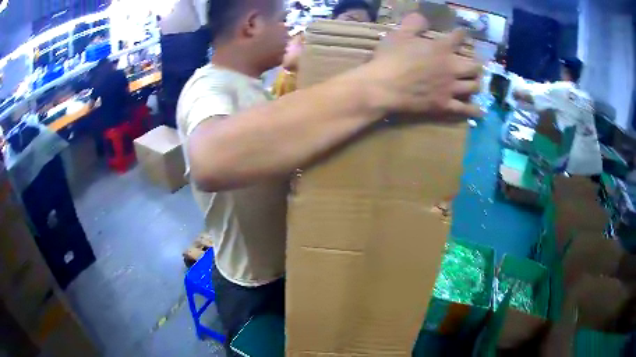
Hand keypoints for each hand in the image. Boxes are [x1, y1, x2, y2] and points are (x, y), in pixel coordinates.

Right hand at [363, 13, 482, 118]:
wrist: (383, 87)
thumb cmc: (390, 58)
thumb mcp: (399, 34)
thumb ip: (414, 24)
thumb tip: (422, 17)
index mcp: (441, 48)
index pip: (458, 38)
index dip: (462, 34)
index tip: (463, 33)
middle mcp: (451, 68)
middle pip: (474, 66)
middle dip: (476, 64)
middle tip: (474, 64)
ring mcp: (450, 88)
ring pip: (473, 86)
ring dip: (476, 83)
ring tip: (475, 82)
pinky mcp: (444, 105)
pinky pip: (464, 109)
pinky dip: (474, 110)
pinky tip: (480, 111)